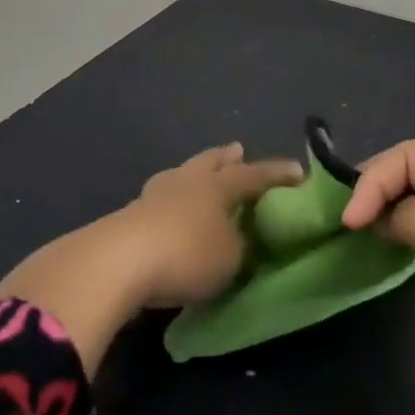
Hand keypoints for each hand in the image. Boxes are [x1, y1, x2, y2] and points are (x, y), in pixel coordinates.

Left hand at [0, 143, 302, 374]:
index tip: (298, 172)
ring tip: (199, 176)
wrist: (116, 263)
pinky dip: (171, 202)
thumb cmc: (186, 255)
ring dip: (194, 175)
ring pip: (181, 175)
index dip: (277, 174)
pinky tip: (170, 212)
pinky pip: (159, 201)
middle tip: (238, 150)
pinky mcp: (127, 218)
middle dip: (226, 158)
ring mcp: (154, 196)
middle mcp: (188, 182)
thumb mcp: (230, 259)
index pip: (255, 175)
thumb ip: (240, 247)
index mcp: (219, 186)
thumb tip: (240, 242)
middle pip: (211, 162)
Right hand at [341, 140, 414, 382]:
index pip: (409, 154)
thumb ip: (400, 212)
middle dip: (382, 191)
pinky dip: (413, 233)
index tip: (348, 220)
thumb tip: (383, 218)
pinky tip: (398, 247)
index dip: (372, 180)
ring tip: (367, 232)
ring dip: (395, 212)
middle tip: (352, 222)